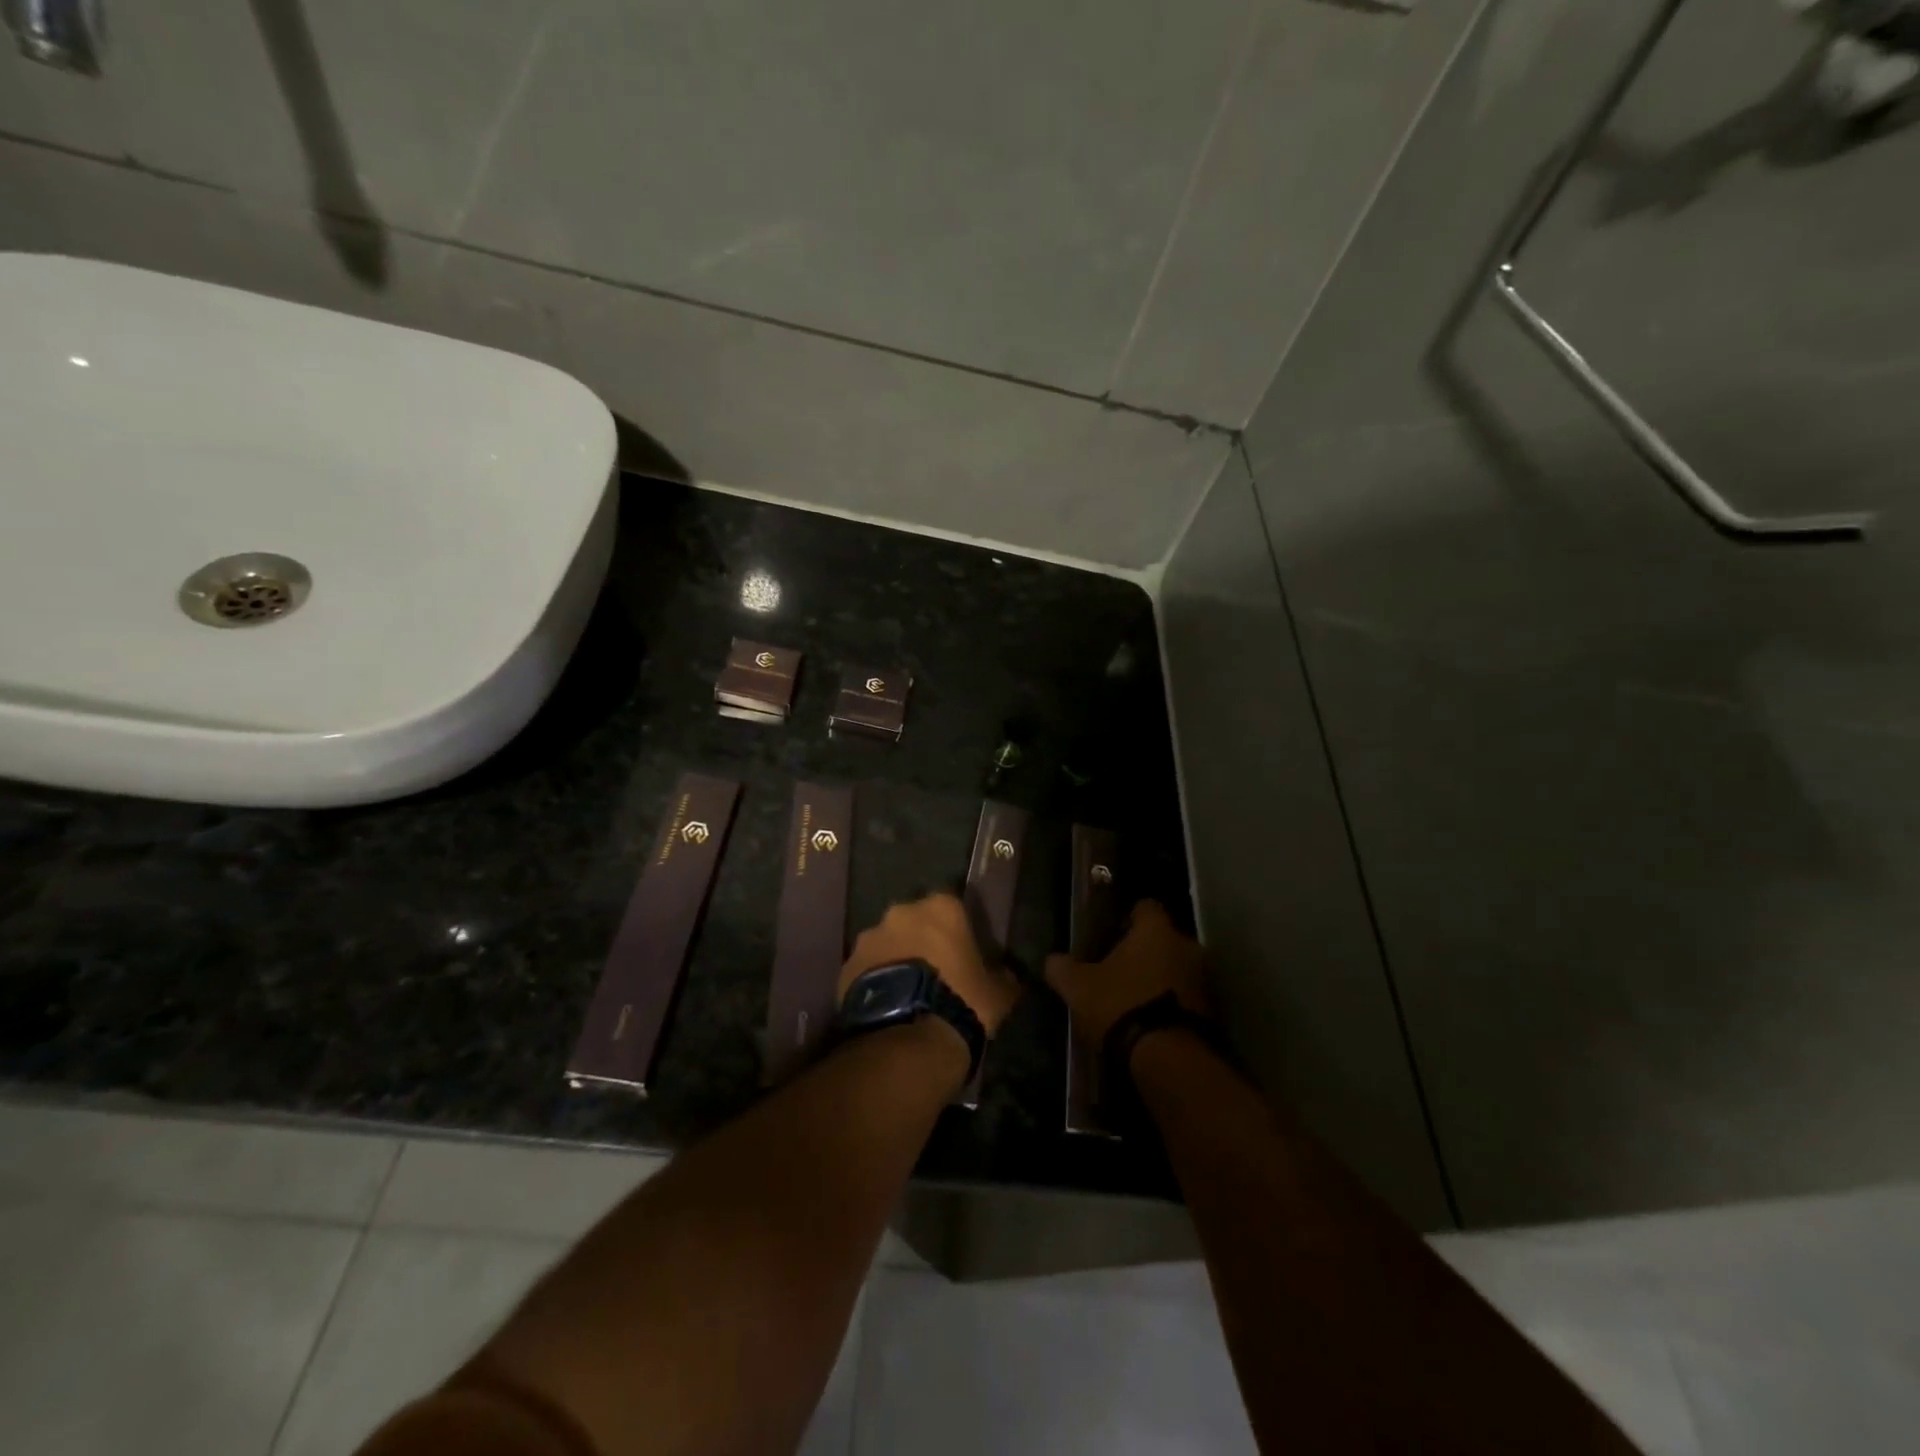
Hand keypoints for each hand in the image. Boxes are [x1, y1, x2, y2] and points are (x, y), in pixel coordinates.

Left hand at [839, 892, 1019, 1035]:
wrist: (907, 1038)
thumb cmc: (961, 1002)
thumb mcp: (998, 993)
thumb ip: (1002, 976)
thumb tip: (1007, 975)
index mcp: (941, 907)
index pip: (952, 905)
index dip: (956, 928)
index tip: (962, 950)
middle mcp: (901, 912)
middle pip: (914, 920)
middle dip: (921, 939)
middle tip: (934, 970)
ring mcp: (869, 938)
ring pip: (887, 942)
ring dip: (895, 958)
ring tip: (907, 992)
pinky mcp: (846, 966)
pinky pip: (865, 968)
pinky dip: (875, 980)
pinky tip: (886, 1005)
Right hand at [1046, 900, 1208, 1051]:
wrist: (1167, 1058)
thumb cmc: (1120, 1004)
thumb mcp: (1077, 987)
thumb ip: (1062, 967)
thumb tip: (1053, 960)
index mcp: (1156, 929)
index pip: (1145, 907)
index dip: (1127, 918)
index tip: (1110, 934)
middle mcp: (1186, 945)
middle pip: (1163, 938)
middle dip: (1144, 950)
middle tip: (1118, 968)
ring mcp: (1203, 977)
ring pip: (1176, 966)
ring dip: (1159, 976)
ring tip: (1133, 997)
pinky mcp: (1212, 1009)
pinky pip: (1185, 994)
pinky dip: (1170, 1000)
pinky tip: (1149, 1018)